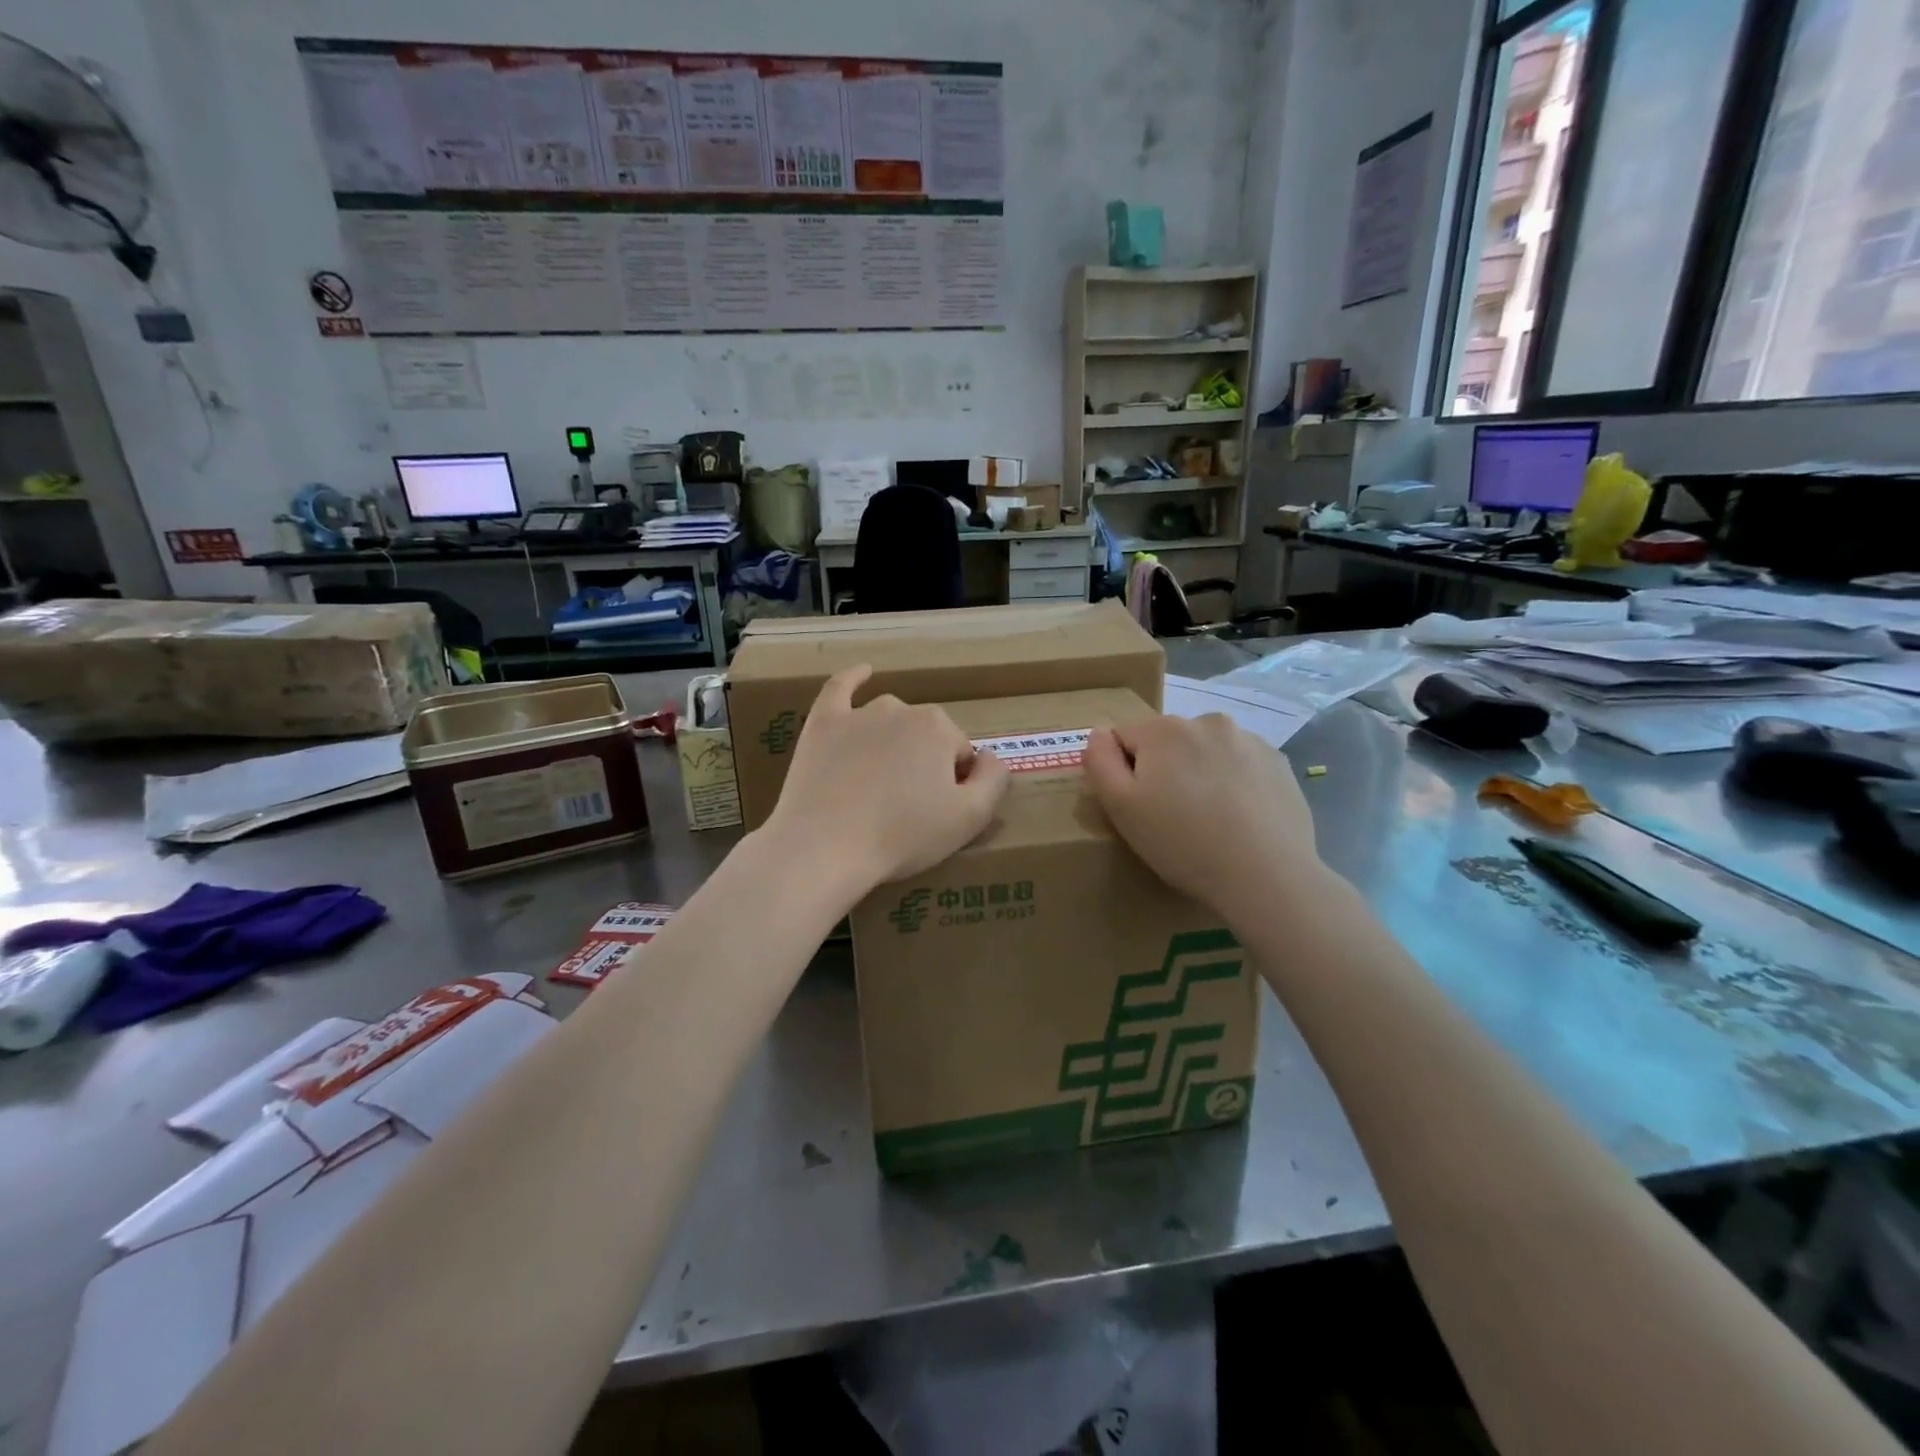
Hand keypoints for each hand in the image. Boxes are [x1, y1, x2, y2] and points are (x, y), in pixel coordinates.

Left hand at [764, 665, 1009, 899]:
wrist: (824, 847)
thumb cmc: (902, 836)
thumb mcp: (970, 818)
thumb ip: (994, 780)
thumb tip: (990, 756)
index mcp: (939, 728)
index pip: (960, 754)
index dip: (954, 785)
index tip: (937, 813)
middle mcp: (900, 709)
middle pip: (925, 736)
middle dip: (923, 764)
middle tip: (907, 808)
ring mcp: (857, 714)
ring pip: (889, 720)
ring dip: (893, 741)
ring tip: (879, 783)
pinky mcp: (822, 725)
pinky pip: (840, 689)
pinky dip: (853, 679)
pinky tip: (863, 672)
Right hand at [1085, 714, 1321, 926]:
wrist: (1266, 876)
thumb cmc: (1183, 843)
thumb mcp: (1121, 809)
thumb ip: (1100, 762)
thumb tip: (1099, 734)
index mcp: (1164, 728)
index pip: (1124, 736)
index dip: (1124, 772)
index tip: (1140, 806)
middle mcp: (1207, 721)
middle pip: (1167, 740)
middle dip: (1164, 769)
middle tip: (1173, 817)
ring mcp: (1249, 739)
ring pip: (1206, 751)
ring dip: (1200, 773)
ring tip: (1209, 819)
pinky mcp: (1278, 762)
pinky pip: (1241, 764)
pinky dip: (1234, 782)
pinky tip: (1239, 818)